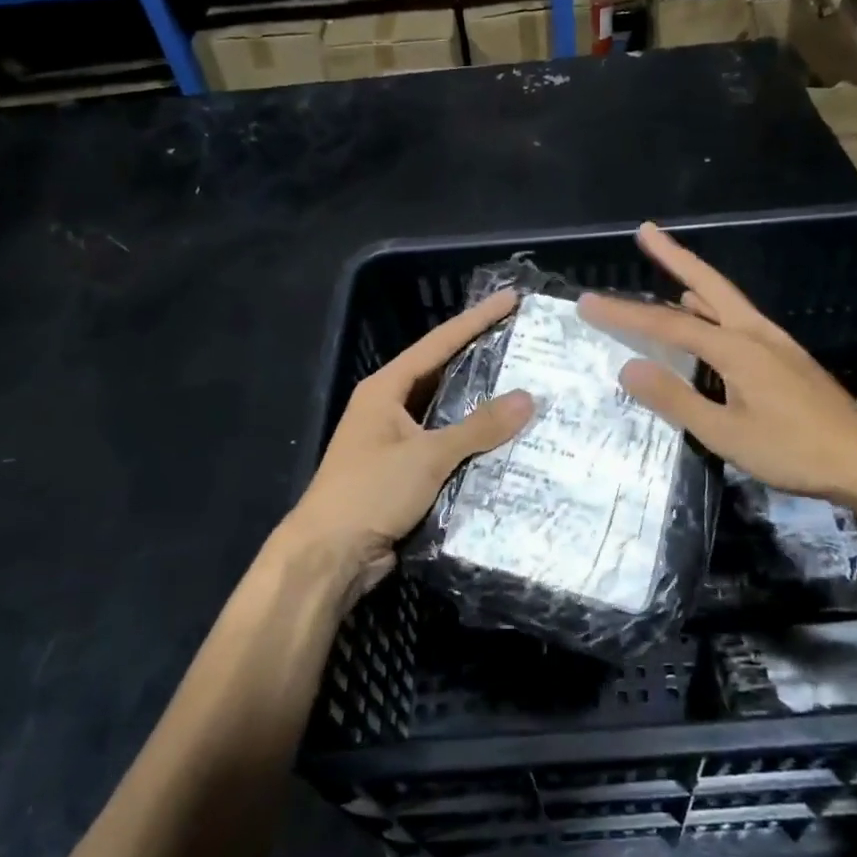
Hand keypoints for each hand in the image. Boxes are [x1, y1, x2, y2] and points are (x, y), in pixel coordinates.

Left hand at [281, 289, 533, 601]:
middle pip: (443, 373)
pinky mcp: (405, 472)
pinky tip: (507, 441)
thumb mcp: (426, 455)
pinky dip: (474, 442)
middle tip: (525, 342)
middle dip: (482, 358)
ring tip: (527, 388)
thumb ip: (478, 427)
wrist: (328, 557)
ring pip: (447, 412)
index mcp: (385, 389)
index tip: (510, 299)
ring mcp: (396, 441)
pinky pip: (447, 446)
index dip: (476, 319)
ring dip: (481, 404)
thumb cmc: (370, 492)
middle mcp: (390, 408)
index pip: (439, 343)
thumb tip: (528, 398)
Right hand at [577, 223, 856, 506]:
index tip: (587, 302)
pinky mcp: (785, 357)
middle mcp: (755, 332)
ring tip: (666, 270)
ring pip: (725, 299)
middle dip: (674, 256)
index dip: (625, 314)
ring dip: (693, 281)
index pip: (668, 325)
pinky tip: (706, 319)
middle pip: (708, 284)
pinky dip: (713, 308)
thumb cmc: (793, 451)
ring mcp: (775, 342)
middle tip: (646, 230)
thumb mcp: (725, 434)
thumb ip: (676, 399)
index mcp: (737, 348)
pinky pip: (738, 319)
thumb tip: (627, 367)